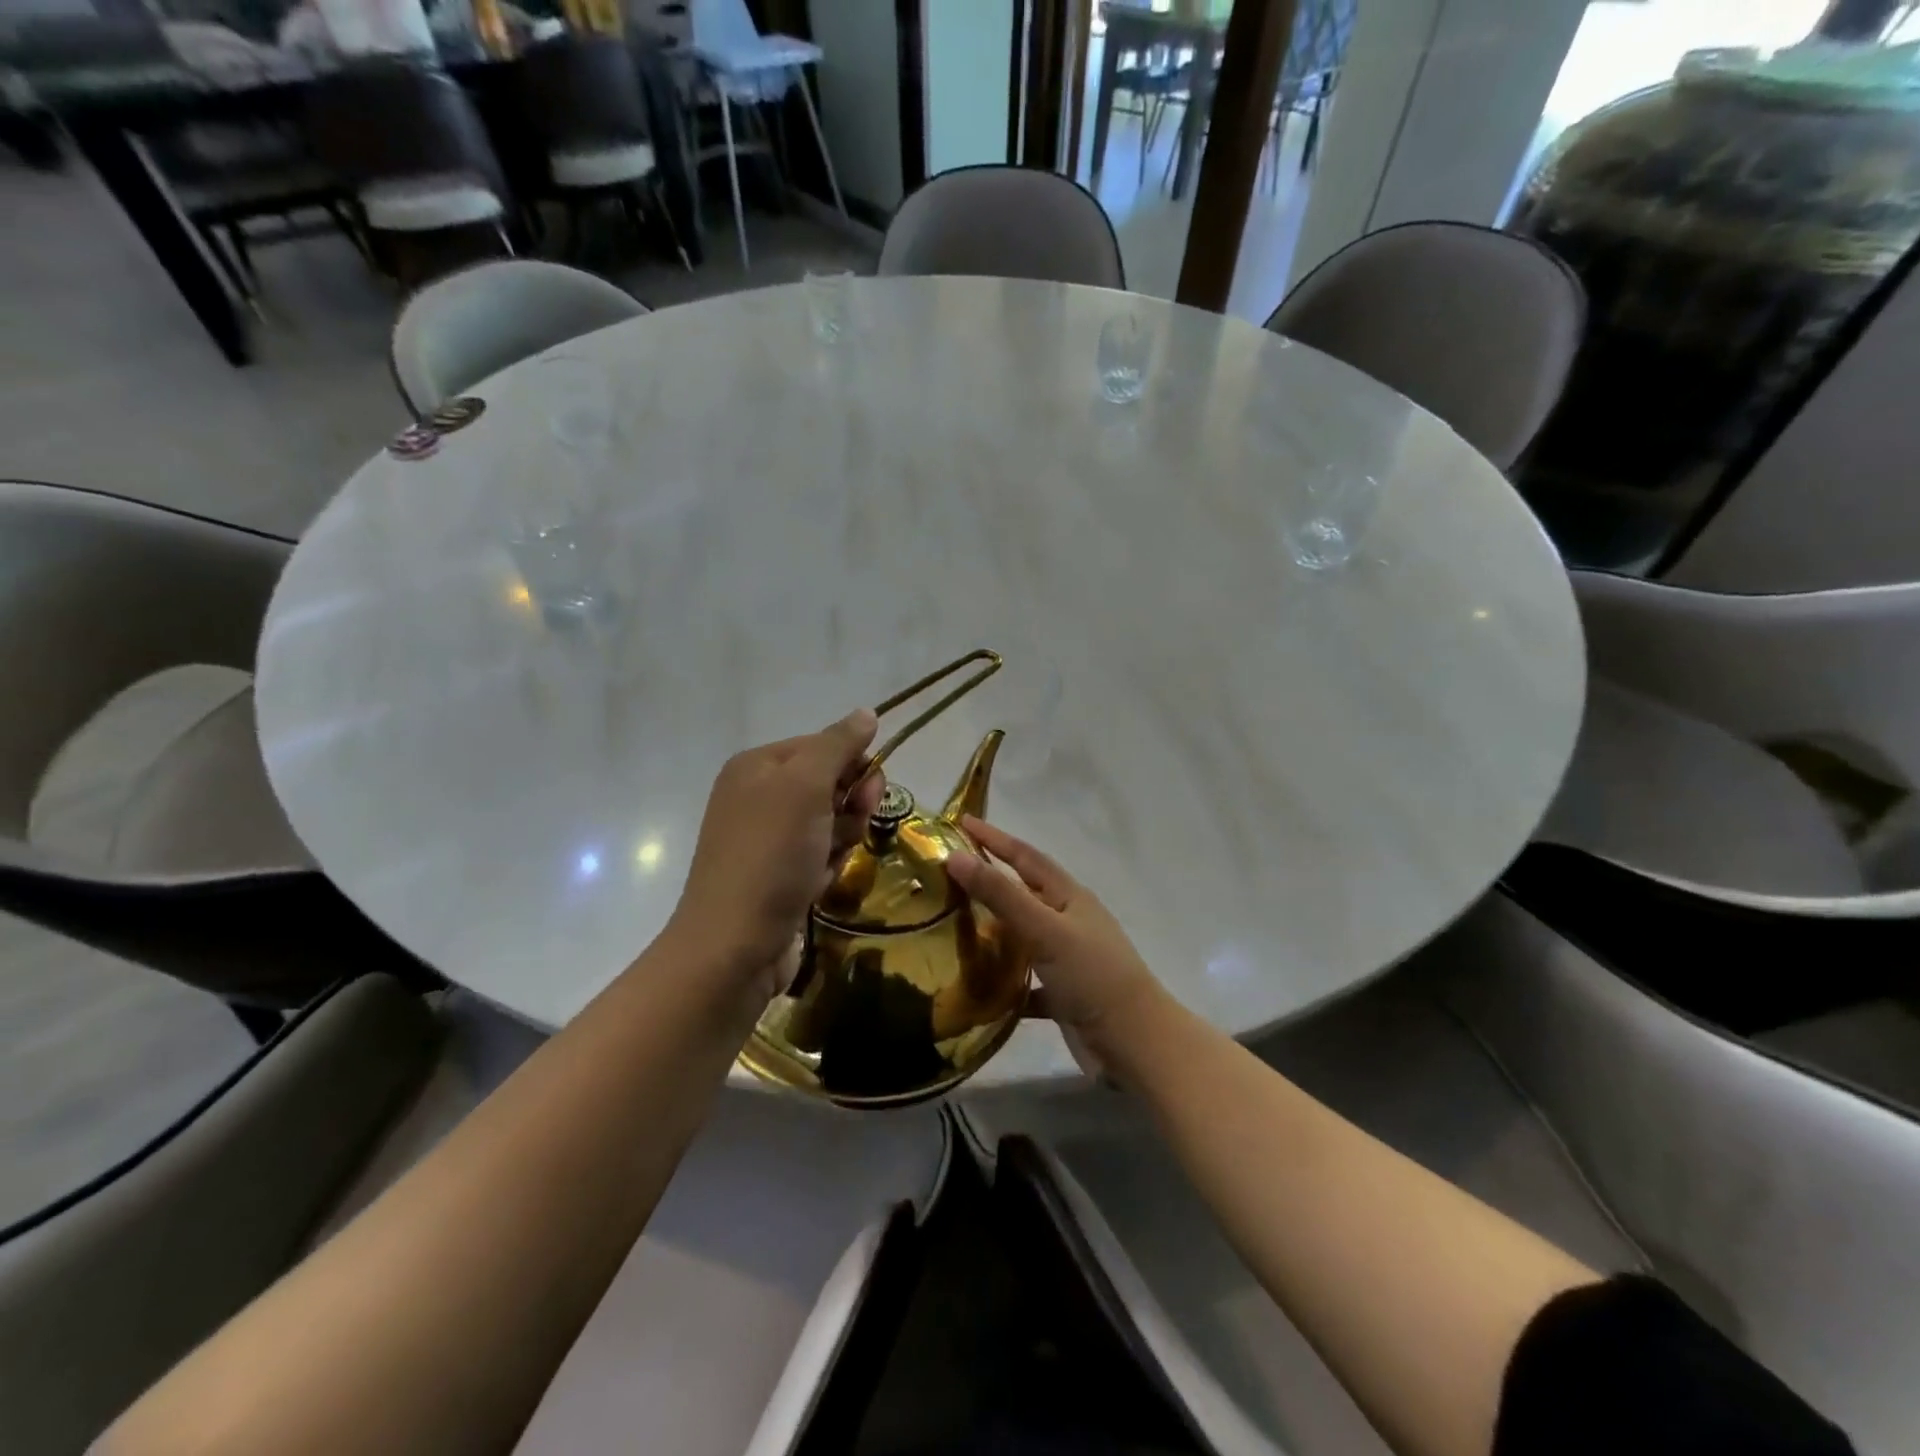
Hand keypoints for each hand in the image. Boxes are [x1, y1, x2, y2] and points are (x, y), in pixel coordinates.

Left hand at [666, 709, 883, 1000]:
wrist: (734, 945)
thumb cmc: (771, 855)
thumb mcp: (806, 787)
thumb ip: (838, 745)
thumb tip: (867, 712)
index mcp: (758, 765)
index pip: (824, 745)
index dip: (854, 765)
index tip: (868, 793)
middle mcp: (758, 795)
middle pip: (830, 784)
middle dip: (849, 806)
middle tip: (848, 830)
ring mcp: (767, 838)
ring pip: (830, 822)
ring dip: (840, 840)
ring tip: (826, 863)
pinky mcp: (777, 874)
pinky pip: (819, 855)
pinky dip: (826, 867)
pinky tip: (817, 885)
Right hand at [947, 817, 1168, 1076]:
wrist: (1136, 1044)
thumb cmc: (1093, 977)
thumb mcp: (1045, 930)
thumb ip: (1001, 895)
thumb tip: (955, 856)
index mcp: (1068, 897)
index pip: (1025, 856)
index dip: (994, 838)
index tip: (960, 822)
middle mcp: (1067, 922)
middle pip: (1022, 892)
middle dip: (988, 880)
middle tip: (946, 873)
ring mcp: (1065, 958)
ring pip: (1020, 936)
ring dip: (991, 929)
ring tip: (948, 925)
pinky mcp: (1061, 994)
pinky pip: (1023, 980)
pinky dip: (1000, 981)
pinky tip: (972, 986)